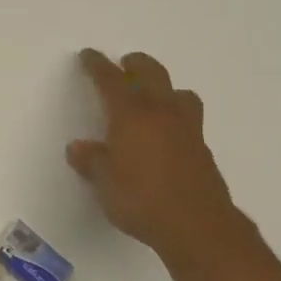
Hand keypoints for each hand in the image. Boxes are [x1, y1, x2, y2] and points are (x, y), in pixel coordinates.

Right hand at [68, 49, 240, 259]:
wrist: (197, 225)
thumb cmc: (142, 200)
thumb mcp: (105, 184)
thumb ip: (92, 161)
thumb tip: (78, 147)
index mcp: (131, 114)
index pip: (111, 80)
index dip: (98, 65)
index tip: (89, 55)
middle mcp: (161, 112)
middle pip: (151, 72)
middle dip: (135, 64)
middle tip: (124, 65)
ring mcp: (187, 128)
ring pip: (178, 92)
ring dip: (164, 88)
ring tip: (154, 98)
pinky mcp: (202, 148)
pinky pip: (188, 118)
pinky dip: (176, 116)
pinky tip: (168, 134)